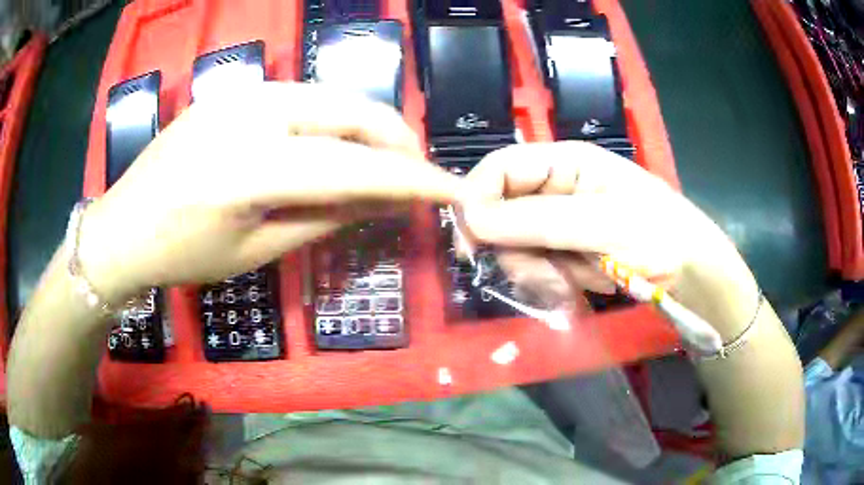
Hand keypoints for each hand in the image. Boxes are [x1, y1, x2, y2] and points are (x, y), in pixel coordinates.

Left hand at [80, 82, 461, 302]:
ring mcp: (242, 92)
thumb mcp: (256, 251)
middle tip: (416, 175)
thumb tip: (383, 199)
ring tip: (382, 163)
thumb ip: (324, 216)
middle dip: (397, 141)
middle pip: (352, 111)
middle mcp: (251, 112)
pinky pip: (304, 98)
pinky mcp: (236, 90)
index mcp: (250, 167)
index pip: (355, 165)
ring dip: (368, 128)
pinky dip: (334, 120)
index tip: (454, 190)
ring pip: (332, 97)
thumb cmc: (181, 255)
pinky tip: (335, 146)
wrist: (123, 227)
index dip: (413, 178)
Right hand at [459, 142, 759, 336]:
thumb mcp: (599, 223)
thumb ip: (534, 220)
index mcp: (564, 162)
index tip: (472, 241)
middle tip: (539, 272)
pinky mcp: (565, 253)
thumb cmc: (656, 233)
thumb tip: (471, 220)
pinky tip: (574, 287)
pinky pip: (535, 267)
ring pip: (514, 245)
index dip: (476, 198)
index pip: (499, 168)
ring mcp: (559, 223)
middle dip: (513, 246)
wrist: (690, 273)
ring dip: (533, 269)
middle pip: (501, 211)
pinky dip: (547, 282)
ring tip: (567, 283)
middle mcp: (555, 188)